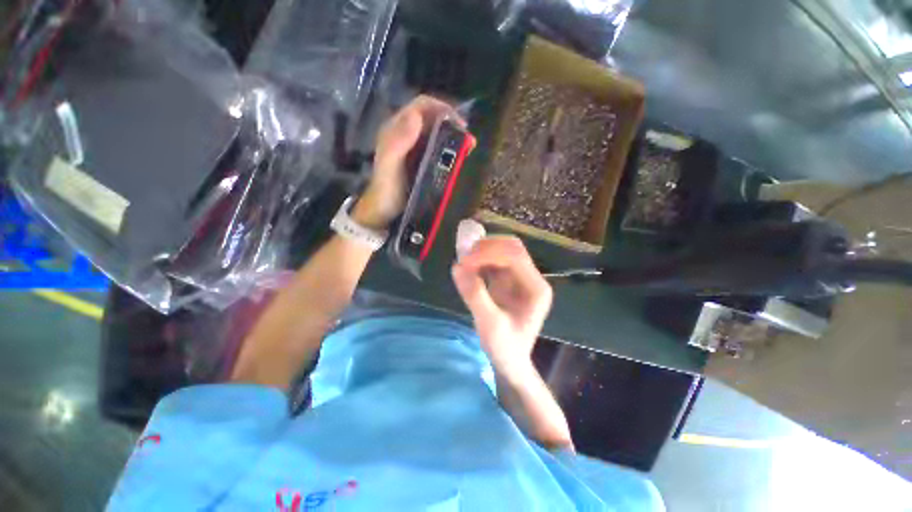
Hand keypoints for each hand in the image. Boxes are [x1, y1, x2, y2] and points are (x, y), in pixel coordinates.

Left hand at [353, 95, 464, 229]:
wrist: (385, 211)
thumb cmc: (386, 188)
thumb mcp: (389, 164)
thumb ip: (398, 142)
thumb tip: (417, 117)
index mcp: (397, 128)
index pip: (421, 106)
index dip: (441, 108)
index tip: (459, 123)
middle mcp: (407, 133)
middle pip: (432, 117)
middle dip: (451, 122)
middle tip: (467, 138)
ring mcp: (415, 147)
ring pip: (436, 132)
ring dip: (453, 136)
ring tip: (468, 147)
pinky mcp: (421, 160)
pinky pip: (437, 147)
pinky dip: (450, 149)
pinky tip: (459, 157)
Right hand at [451, 237, 552, 379]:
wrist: (510, 360)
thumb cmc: (505, 347)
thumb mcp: (489, 325)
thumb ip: (475, 295)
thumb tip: (457, 267)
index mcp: (536, 288)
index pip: (515, 257)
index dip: (489, 254)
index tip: (465, 262)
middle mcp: (531, 278)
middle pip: (512, 248)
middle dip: (487, 248)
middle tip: (464, 257)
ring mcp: (521, 278)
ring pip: (503, 250)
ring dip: (483, 251)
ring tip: (464, 261)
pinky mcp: (509, 280)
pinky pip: (495, 260)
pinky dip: (480, 259)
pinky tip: (468, 266)